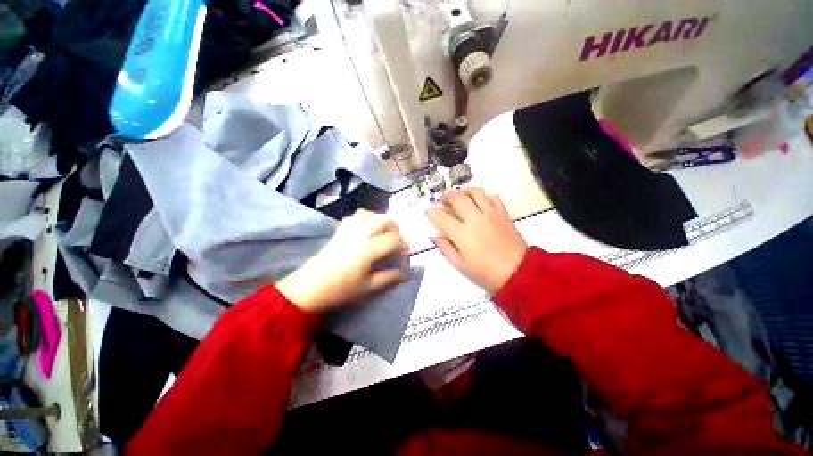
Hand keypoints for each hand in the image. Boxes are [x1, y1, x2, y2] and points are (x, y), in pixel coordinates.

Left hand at [278, 210, 410, 312]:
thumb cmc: (341, 289)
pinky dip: (366, 217)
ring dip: (381, 220)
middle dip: (395, 227)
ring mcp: (349, 229)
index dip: (402, 245)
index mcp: (368, 249)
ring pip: (370, 214)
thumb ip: (389, 277)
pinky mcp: (340, 230)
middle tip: (397, 240)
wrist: (310, 286)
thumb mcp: (368, 287)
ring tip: (384, 232)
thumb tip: (407, 273)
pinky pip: (356, 216)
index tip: (406, 252)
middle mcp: (360, 234)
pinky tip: (367, 228)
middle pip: (384, 220)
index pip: (393, 239)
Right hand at [428, 188, 526, 293]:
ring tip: (459, 198)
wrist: (518, 273)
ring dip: (463, 191)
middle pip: (456, 197)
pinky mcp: (503, 213)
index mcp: (462, 234)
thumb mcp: (459, 265)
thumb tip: (435, 234)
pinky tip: (478, 203)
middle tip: (442, 201)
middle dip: (445, 196)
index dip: (432, 213)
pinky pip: (492, 196)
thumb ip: (445, 247)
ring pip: (474, 191)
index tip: (430, 214)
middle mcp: (475, 218)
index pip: (441, 217)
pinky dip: (482, 196)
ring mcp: (491, 213)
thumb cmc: (485, 273)